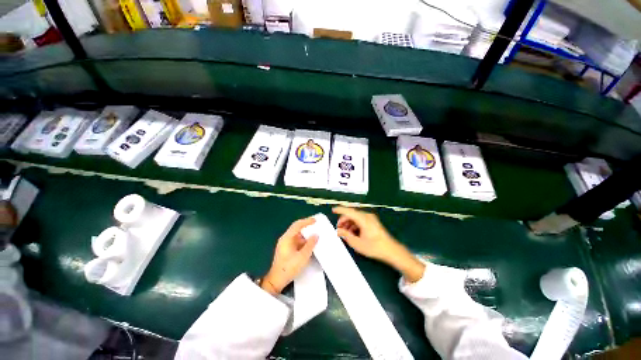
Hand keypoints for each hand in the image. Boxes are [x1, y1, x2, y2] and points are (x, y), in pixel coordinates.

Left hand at [261, 217, 318, 294]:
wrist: (276, 281)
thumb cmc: (289, 268)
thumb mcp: (302, 257)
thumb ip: (310, 245)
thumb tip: (315, 235)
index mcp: (287, 238)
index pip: (297, 225)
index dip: (307, 221)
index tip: (315, 220)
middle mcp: (285, 239)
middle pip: (297, 229)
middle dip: (307, 227)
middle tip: (316, 226)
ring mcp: (285, 244)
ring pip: (297, 235)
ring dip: (306, 235)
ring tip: (315, 235)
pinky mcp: (287, 249)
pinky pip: (297, 241)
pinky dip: (304, 241)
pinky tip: (310, 244)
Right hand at [333, 207, 424, 282]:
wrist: (391, 251)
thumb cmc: (374, 247)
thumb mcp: (357, 243)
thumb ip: (346, 235)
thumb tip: (339, 230)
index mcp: (363, 219)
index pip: (349, 211)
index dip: (340, 210)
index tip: (333, 210)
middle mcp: (367, 216)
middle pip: (352, 214)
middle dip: (344, 220)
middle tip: (339, 229)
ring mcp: (371, 218)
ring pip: (356, 217)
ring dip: (349, 223)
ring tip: (345, 233)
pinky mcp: (373, 222)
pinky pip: (361, 220)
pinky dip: (355, 224)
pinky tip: (353, 233)